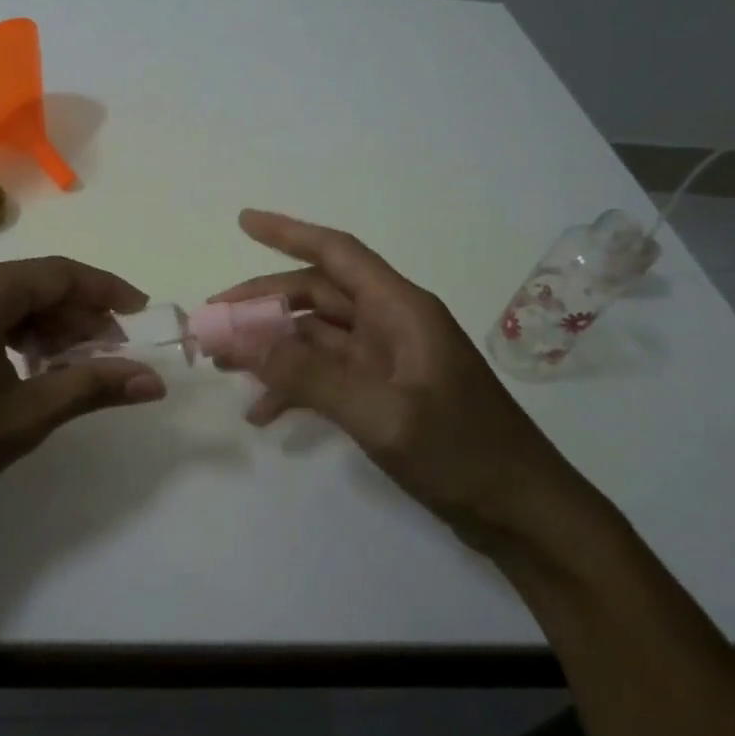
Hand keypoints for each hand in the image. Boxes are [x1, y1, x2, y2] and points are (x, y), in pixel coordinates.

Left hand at [0, 258, 166, 530]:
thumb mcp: (22, 417)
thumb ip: (90, 388)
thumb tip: (152, 381)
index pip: (59, 273)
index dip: (106, 291)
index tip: (141, 313)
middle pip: (33, 284)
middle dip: (78, 315)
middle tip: (111, 354)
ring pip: (7, 300)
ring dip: (47, 327)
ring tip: (75, 366)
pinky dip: (15, 336)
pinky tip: (29, 371)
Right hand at [212, 210, 594, 555]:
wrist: (523, 514)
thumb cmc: (462, 453)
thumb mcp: (380, 413)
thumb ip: (308, 375)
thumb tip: (240, 341)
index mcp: (400, 309)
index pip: (337, 253)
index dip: (289, 232)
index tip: (243, 221)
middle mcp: (391, 324)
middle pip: (316, 296)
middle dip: (262, 304)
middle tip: (211, 323)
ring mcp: (387, 360)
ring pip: (315, 336)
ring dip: (271, 346)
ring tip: (223, 366)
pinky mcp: (384, 393)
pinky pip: (326, 375)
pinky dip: (294, 386)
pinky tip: (263, 412)